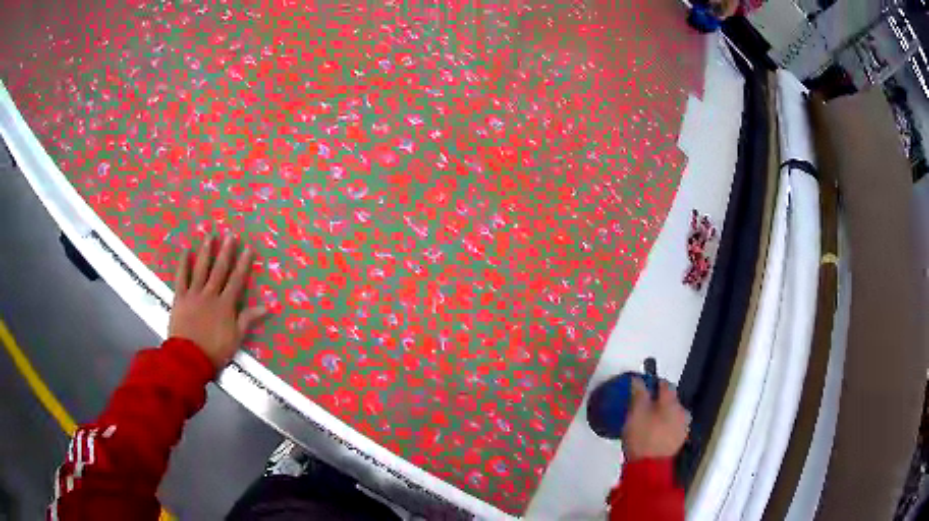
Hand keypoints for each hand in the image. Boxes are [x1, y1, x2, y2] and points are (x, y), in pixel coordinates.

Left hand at [168, 235, 267, 367]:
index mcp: (225, 305)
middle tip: (230, 234)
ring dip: (206, 252)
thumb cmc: (215, 351)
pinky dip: (184, 264)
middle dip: (226, 252)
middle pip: (219, 270)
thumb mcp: (236, 338)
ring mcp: (194, 294)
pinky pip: (181, 278)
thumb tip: (268, 306)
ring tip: (210, 236)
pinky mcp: (180, 298)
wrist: (189, 358)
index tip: (249, 248)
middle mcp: (211, 295)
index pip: (237, 280)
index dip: (243, 264)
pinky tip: (186, 251)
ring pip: (201, 269)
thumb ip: (248, 320)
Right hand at [621, 378, 689, 460]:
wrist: (649, 467)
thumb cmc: (642, 436)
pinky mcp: (678, 442)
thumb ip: (638, 393)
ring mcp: (683, 428)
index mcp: (673, 402)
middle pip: (670, 401)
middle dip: (658, 402)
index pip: (666, 385)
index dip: (653, 383)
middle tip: (642, 407)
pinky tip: (652, 434)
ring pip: (672, 415)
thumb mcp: (636, 412)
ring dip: (661, 415)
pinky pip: (671, 428)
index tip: (642, 387)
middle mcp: (682, 412)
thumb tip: (638, 379)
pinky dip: (663, 428)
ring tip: (646, 422)